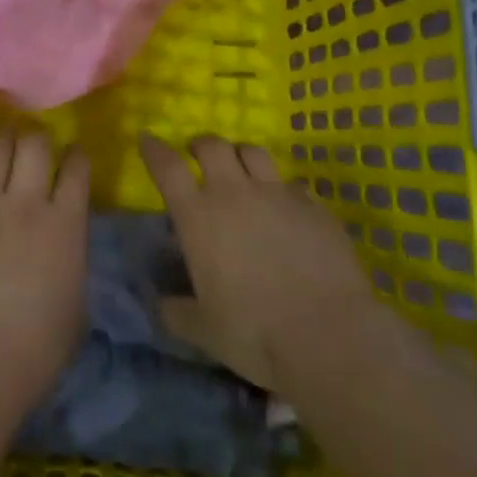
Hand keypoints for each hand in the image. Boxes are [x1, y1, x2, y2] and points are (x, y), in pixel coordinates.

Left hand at [0, 127, 89, 433]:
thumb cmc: (33, 350)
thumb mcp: (74, 307)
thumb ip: (70, 263)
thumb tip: (64, 248)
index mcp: (65, 227)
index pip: (77, 171)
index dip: (77, 156)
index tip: (74, 154)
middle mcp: (26, 204)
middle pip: (34, 146)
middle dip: (38, 137)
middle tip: (36, 143)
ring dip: (4, 141)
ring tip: (4, 141)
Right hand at [140, 135, 375, 391]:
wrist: (329, 337)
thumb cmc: (254, 333)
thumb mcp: (203, 330)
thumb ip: (177, 312)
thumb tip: (163, 304)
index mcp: (198, 217)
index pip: (168, 167)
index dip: (154, 149)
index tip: (147, 139)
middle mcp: (234, 194)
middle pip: (212, 146)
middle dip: (200, 145)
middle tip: (198, 156)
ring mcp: (278, 196)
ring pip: (254, 152)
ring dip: (240, 155)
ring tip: (241, 171)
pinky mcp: (315, 208)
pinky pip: (293, 184)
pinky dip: (282, 189)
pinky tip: (286, 208)